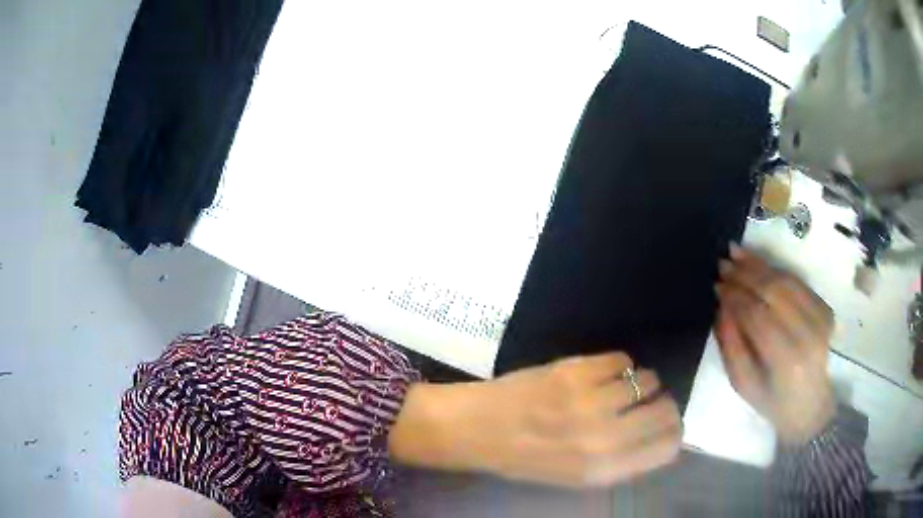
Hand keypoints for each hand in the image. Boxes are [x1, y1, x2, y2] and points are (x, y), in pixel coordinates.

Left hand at [389, 353, 681, 487]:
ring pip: (647, 380)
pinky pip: (621, 358)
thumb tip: (659, 438)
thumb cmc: (524, 459)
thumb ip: (619, 461)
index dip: (673, 433)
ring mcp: (590, 401)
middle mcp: (603, 438)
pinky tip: (601, 373)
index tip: (669, 424)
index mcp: (602, 471)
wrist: (476, 429)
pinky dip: (618, 364)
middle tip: (651, 401)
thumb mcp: (575, 476)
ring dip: (641, 382)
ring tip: (621, 386)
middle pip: (665, 411)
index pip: (667, 448)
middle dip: (664, 405)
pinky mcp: (574, 370)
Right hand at [715, 245, 835, 444]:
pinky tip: (760, 262)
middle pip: (773, 291)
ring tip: (736, 253)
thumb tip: (720, 308)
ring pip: (786, 281)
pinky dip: (777, 269)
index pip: (756, 315)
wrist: (810, 407)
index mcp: (785, 359)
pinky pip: (798, 282)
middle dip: (745, 274)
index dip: (735, 297)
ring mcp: (820, 319)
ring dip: (760, 264)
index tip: (716, 285)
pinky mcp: (825, 310)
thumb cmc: (772, 402)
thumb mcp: (744, 386)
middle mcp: (806, 334)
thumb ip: (731, 347)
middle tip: (722, 262)